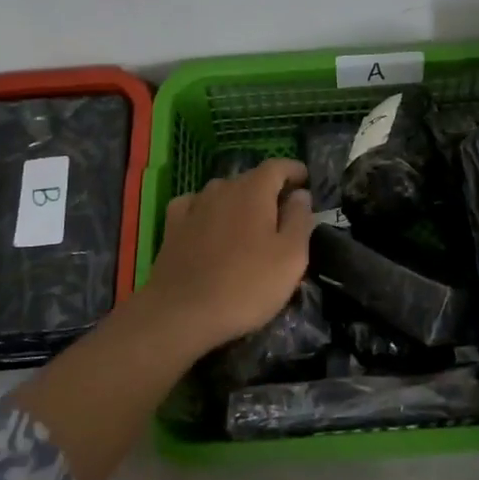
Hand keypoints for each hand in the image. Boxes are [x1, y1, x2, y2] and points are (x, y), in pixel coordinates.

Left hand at [142, 159, 313, 352]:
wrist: (182, 313)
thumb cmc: (246, 285)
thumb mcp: (290, 257)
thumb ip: (299, 220)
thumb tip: (300, 195)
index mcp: (254, 191)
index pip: (277, 166)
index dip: (293, 170)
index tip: (306, 180)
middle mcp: (222, 188)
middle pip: (250, 179)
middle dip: (269, 190)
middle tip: (282, 214)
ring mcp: (193, 206)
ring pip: (222, 192)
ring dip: (238, 202)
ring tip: (248, 224)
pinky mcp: (172, 226)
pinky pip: (194, 206)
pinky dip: (207, 211)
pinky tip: (208, 225)